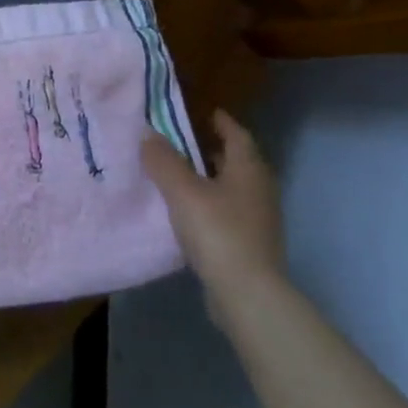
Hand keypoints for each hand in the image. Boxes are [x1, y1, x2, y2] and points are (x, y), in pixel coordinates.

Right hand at [142, 111, 287, 314]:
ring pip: (233, 189)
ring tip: (180, 177)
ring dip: (211, 179)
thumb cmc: (217, 232)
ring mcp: (260, 219)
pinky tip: (190, 213)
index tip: (205, 113)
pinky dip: (211, 204)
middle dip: (213, 151)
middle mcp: (260, 190)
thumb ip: (162, 161)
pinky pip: (229, 212)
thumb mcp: (182, 191)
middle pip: (238, 162)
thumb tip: (147, 133)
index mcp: (249, 170)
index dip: (221, 122)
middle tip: (183, 144)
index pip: (237, 135)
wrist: (247, 293)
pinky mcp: (252, 244)